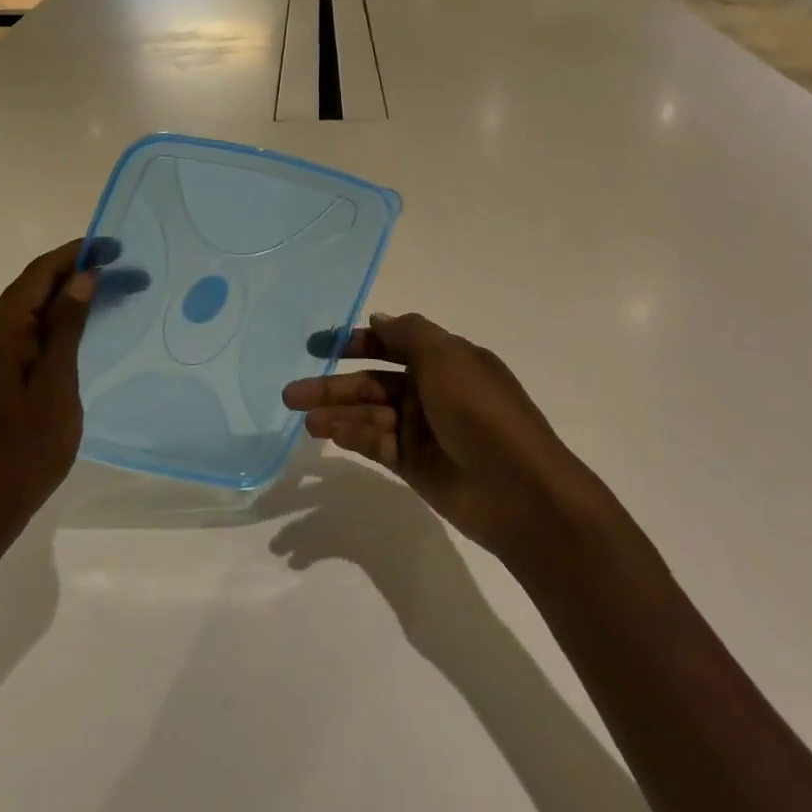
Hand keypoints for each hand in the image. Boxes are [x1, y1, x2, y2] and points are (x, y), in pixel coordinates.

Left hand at [0, 239, 141, 545]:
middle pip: (33, 288)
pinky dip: (56, 325)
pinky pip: (26, 335)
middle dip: (77, 274)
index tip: (114, 245)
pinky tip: (81, 332)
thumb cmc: (23, 450)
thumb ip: (67, 328)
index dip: (76, 253)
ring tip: (111, 294)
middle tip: (125, 271)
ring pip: (30, 312)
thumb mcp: (55, 386)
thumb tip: (83, 277)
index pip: (39, 273)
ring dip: (68, 299)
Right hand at [284, 312, 574, 561]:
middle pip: (371, 382)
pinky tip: (326, 434)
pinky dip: (351, 437)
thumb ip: (408, 334)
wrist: (520, 491)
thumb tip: (378, 320)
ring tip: (304, 419)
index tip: (317, 346)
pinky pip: (375, 444)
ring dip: (336, 414)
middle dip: (332, 385)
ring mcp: (421, 430)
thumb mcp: (447, 357)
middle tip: (292, 393)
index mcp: (443, 360)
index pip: (391, 343)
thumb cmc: (481, 412)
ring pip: (368, 414)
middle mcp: (429, 391)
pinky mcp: (414, 465)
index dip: (354, 342)